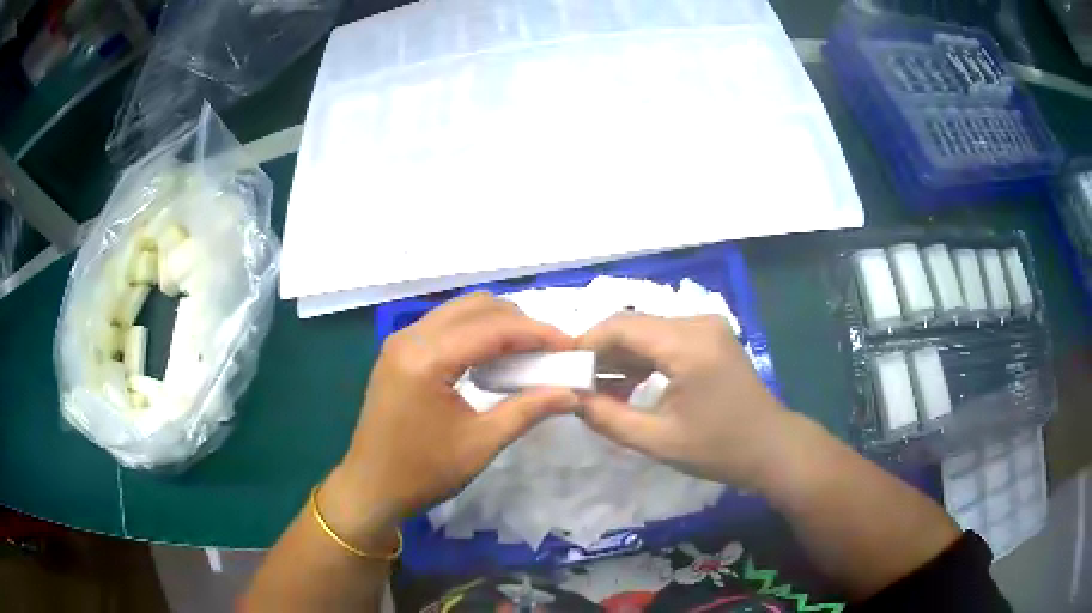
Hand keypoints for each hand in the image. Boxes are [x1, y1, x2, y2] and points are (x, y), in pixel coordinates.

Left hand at [323, 293, 579, 539]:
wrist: (371, 488)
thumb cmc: (424, 472)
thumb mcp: (481, 444)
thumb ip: (528, 410)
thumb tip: (571, 393)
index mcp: (427, 359)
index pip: (493, 328)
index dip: (537, 333)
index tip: (571, 347)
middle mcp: (410, 337)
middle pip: (476, 307)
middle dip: (519, 323)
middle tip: (550, 351)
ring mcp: (400, 341)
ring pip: (460, 311)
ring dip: (497, 324)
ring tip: (528, 353)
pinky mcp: (398, 351)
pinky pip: (444, 325)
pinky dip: (474, 333)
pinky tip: (493, 358)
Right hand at [578, 313, 793, 490]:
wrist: (772, 448)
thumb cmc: (719, 449)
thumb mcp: (657, 440)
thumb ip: (607, 418)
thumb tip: (570, 398)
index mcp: (688, 344)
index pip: (621, 326)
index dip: (586, 343)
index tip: (560, 368)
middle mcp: (698, 322)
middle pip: (634, 324)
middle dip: (600, 351)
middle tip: (574, 381)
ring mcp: (707, 326)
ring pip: (648, 331)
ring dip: (621, 356)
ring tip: (596, 388)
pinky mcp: (711, 337)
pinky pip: (665, 338)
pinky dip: (643, 358)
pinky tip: (626, 384)